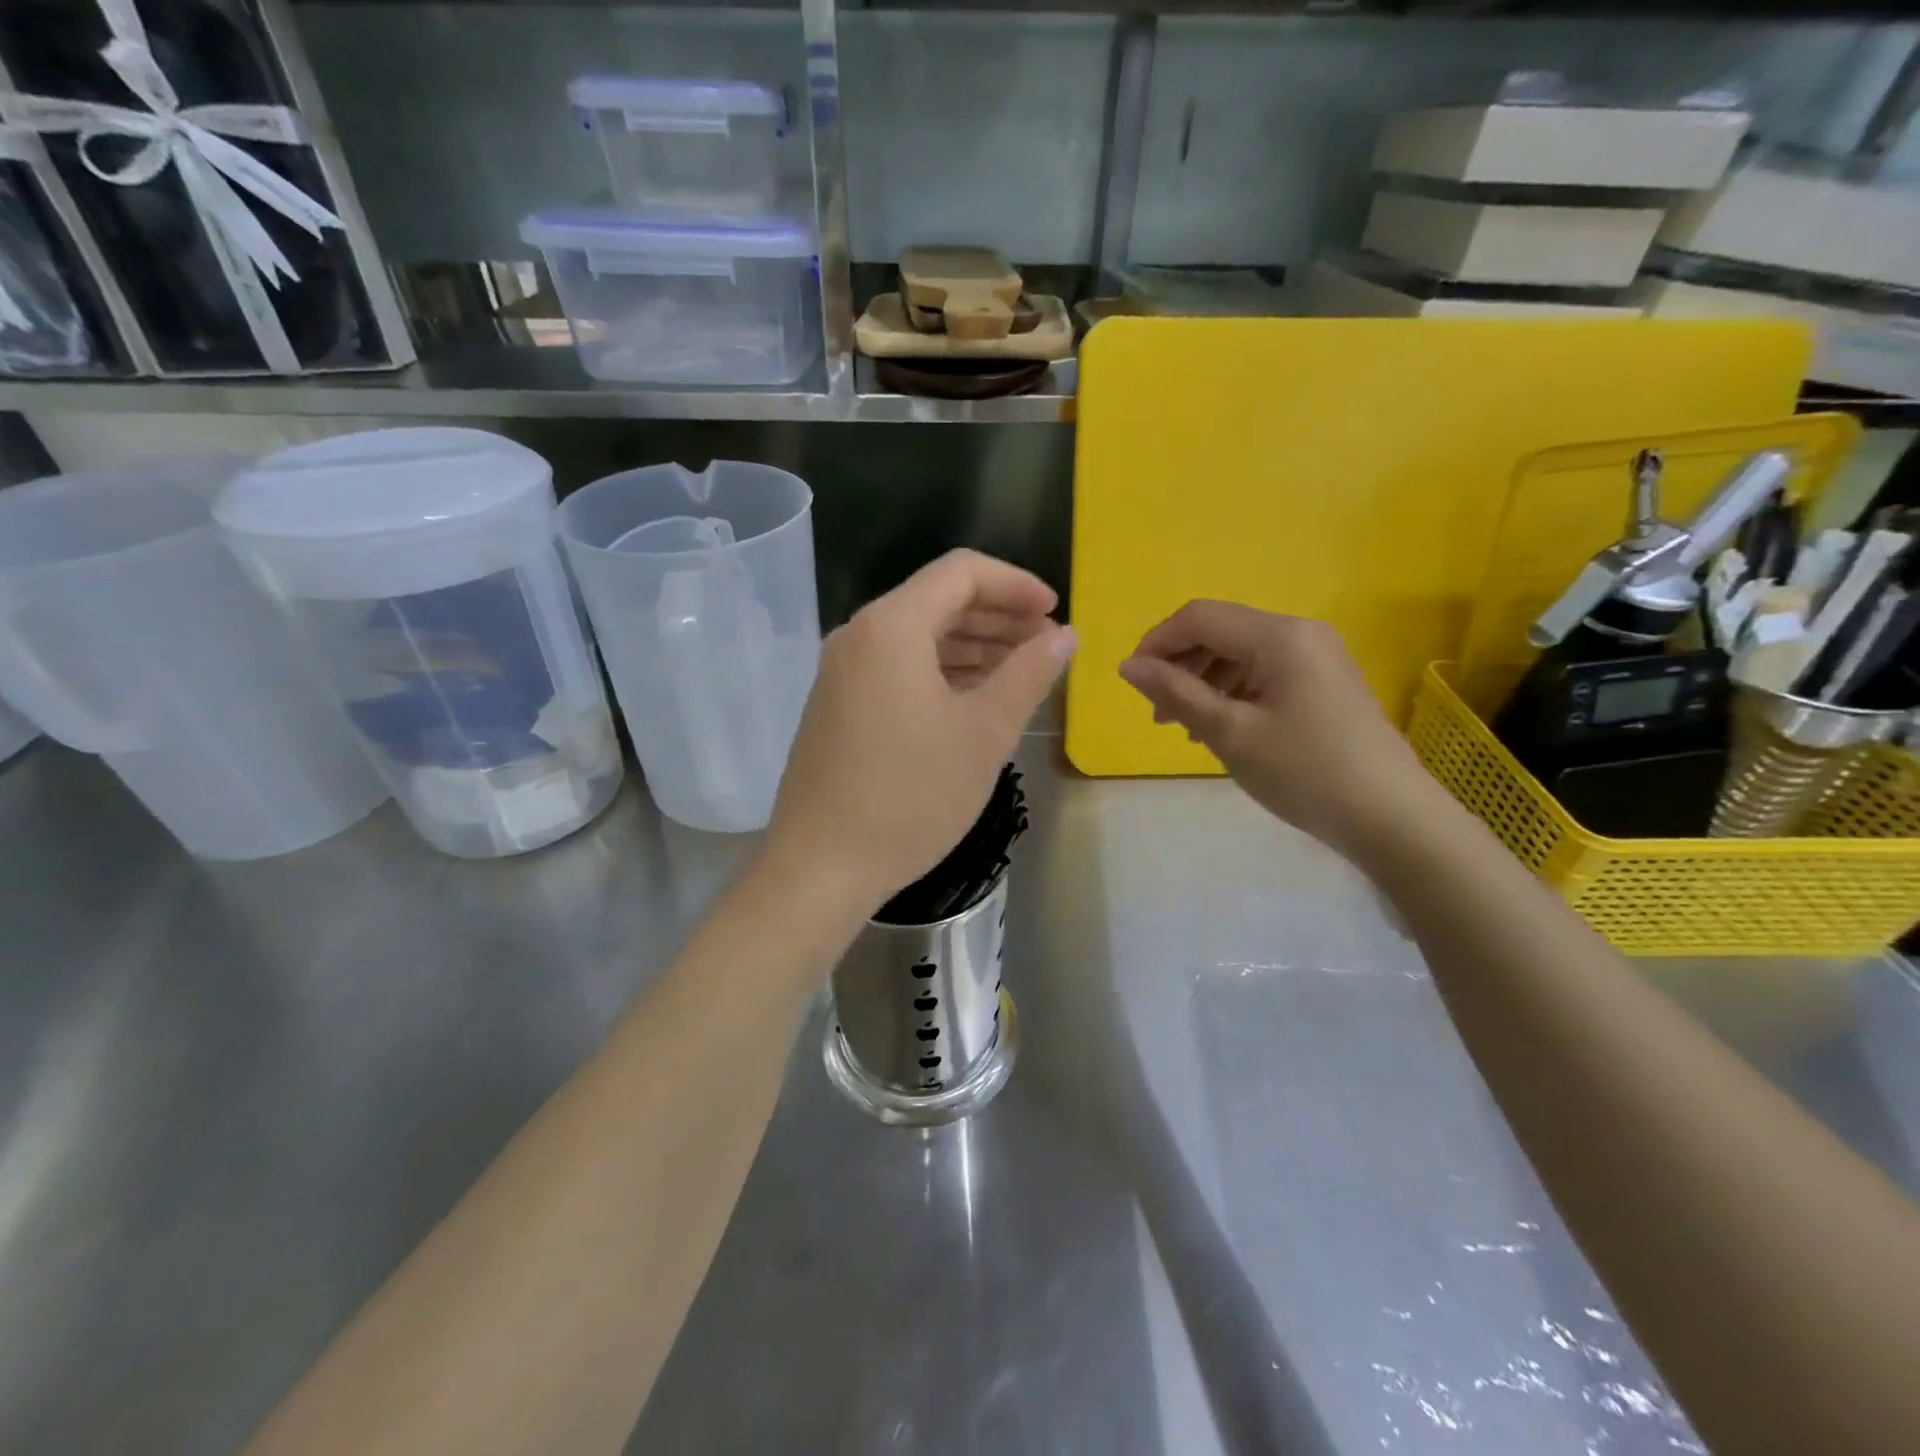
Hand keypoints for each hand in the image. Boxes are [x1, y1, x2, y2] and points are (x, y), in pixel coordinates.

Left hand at [764, 550, 1074, 914]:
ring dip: (972, 646)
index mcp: (891, 627)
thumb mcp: (984, 733)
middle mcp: (858, 636)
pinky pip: (897, 668)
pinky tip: (973, 699)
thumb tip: (1065, 636)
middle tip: (1046, 644)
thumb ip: (1028, 674)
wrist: (821, 867)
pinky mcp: (837, 706)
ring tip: (1019, 671)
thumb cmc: (911, 796)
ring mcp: (841, 673)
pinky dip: (940, 672)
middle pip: (937, 601)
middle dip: (997, 616)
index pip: (961, 573)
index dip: (1016, 585)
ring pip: (917, 637)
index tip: (1055, 613)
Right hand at [1118, 601, 1439, 859]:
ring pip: (1240, 654)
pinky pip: (1264, 672)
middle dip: (1180, 665)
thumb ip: (1175, 693)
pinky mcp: (1325, 682)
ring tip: (1185, 727)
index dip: (1157, 642)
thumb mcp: (1229, 732)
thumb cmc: (1303, 771)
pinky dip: (1232, 692)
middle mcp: (1300, 633)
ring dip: (1203, 681)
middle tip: (1158, 715)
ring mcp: (1318, 657)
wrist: (1390, 817)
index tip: (1132, 681)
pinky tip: (1221, 727)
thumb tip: (1128, 665)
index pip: (1199, 617)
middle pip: (1220, 632)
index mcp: (1278, 636)